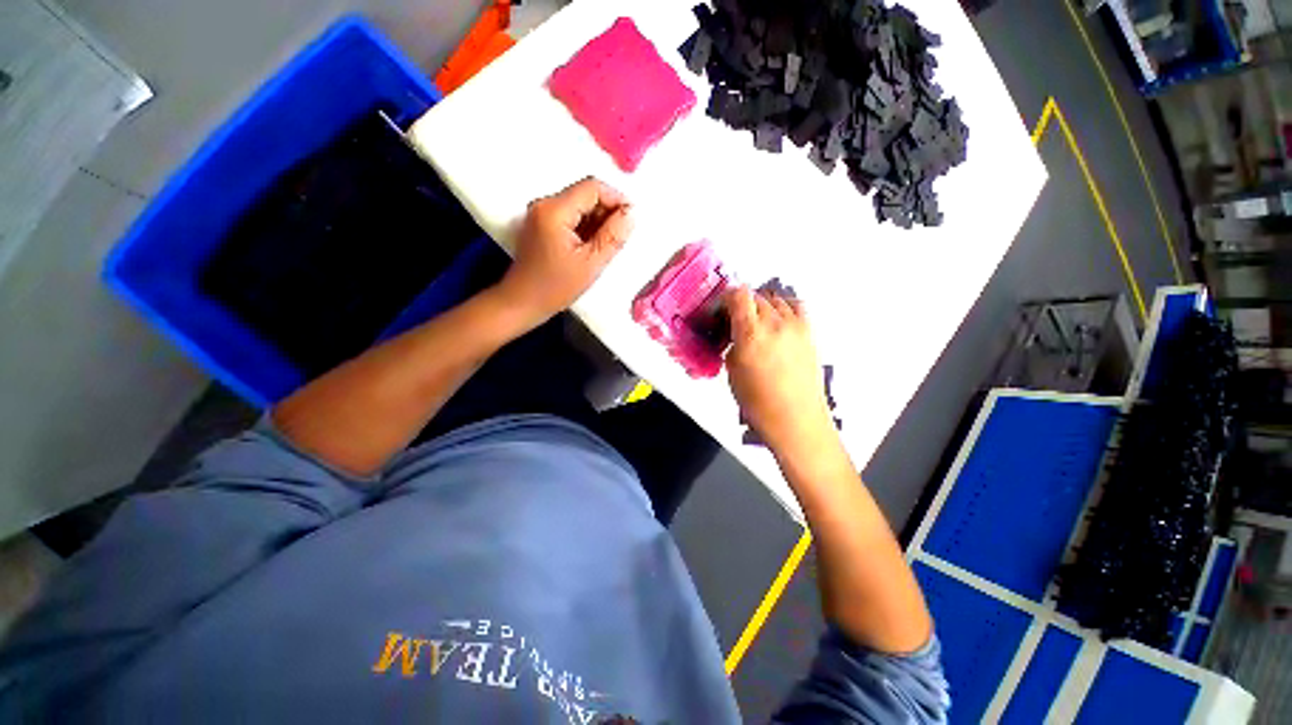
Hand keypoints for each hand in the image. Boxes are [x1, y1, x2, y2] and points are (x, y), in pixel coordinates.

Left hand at [494, 177, 632, 324]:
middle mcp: (545, 204)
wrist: (522, 302)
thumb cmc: (555, 287)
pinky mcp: (541, 224)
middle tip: (618, 238)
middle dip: (607, 212)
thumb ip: (613, 236)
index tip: (630, 219)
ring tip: (604, 247)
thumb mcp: (591, 263)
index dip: (616, 199)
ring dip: (597, 222)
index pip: (592, 188)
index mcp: (555, 210)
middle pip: (585, 195)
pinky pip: (570, 217)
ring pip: (579, 206)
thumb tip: (630, 214)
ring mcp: (541, 214)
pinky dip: (585, 228)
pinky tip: (590, 248)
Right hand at [725, 287, 835, 456]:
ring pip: (775, 299)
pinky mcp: (810, 332)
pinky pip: (796, 306)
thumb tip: (734, 336)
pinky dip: (783, 307)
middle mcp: (774, 323)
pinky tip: (777, 321)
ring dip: (761, 306)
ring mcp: (796, 325)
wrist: (796, 420)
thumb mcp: (732, 373)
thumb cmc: (758, 403)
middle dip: (741, 305)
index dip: (726, 298)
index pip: (738, 295)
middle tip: (734, 323)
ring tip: (755, 324)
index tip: (720, 311)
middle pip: (755, 296)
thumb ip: (732, 346)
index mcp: (750, 334)